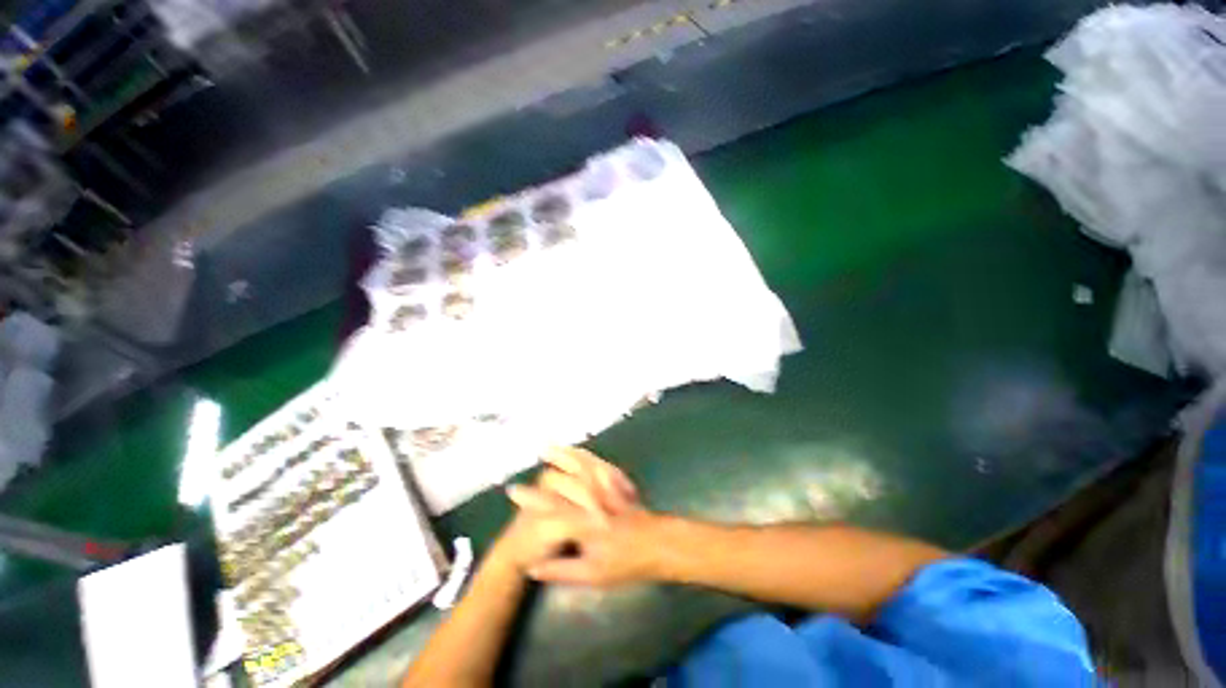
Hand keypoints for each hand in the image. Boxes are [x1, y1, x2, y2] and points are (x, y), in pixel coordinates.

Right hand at [506, 446, 666, 587]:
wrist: (659, 545)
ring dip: (566, 454)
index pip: (551, 507)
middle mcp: (594, 498)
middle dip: (548, 467)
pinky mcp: (618, 481)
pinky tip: (579, 452)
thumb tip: (533, 566)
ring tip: (551, 447)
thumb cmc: (626, 563)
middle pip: (566, 478)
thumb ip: (562, 570)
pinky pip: (600, 463)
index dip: (530, 499)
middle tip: (532, 458)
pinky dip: (586, 456)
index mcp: (585, 521)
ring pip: (583, 465)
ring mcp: (607, 486)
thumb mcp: (592, 574)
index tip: (513, 491)